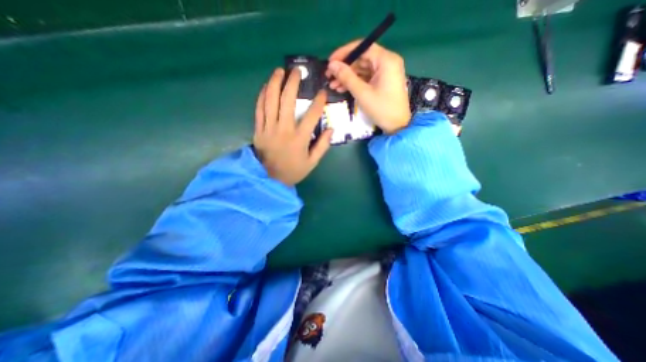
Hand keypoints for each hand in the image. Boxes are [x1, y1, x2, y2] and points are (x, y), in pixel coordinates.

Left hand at [252, 68, 332, 186]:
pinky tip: (266, 87)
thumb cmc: (293, 171)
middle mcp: (283, 129)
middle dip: (292, 83)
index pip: (311, 115)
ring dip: (274, 83)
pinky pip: (259, 109)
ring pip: (270, 100)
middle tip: (297, 71)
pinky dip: (262, 96)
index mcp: (299, 139)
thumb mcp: (312, 163)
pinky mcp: (258, 130)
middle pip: (287, 100)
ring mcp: (268, 128)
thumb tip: (331, 129)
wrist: (270, 179)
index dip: (318, 102)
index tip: (322, 93)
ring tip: (279, 71)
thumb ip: (322, 146)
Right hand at [326, 40, 409, 134]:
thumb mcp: (362, 93)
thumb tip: (332, 65)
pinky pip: (366, 78)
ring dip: (347, 77)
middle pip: (361, 59)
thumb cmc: (381, 109)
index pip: (362, 47)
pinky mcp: (383, 82)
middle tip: (329, 77)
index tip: (330, 62)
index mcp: (386, 60)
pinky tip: (342, 88)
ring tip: (333, 86)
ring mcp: (385, 73)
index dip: (344, 53)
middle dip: (344, 68)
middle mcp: (387, 62)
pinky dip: (355, 82)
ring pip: (362, 69)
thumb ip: (346, 77)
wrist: (397, 126)